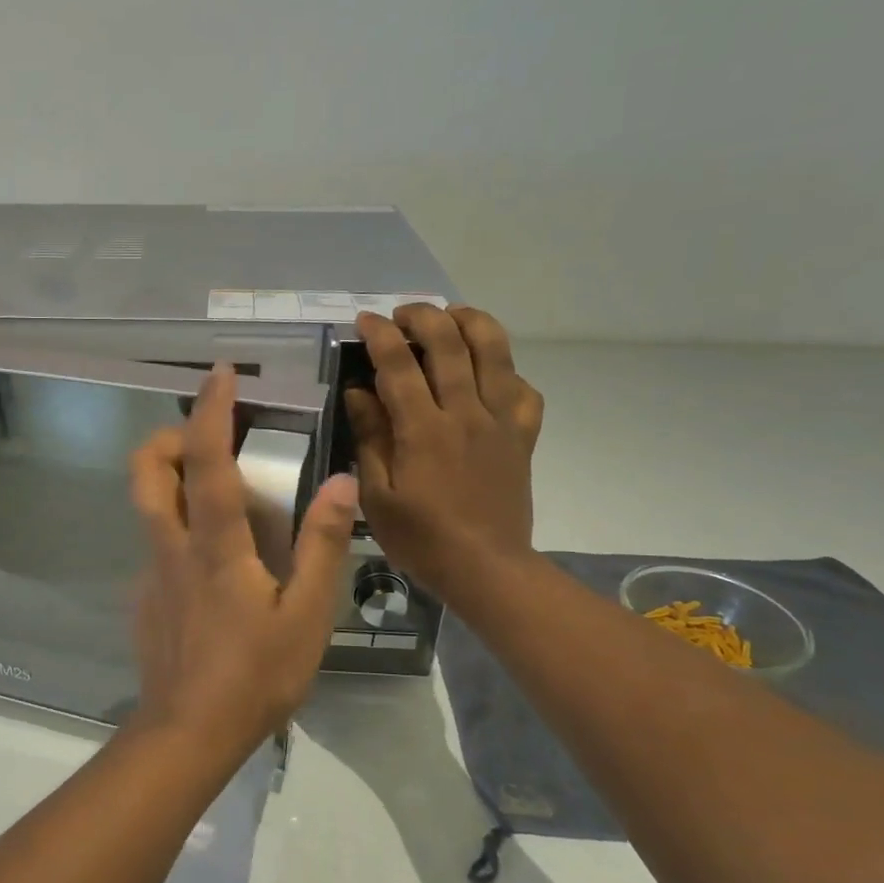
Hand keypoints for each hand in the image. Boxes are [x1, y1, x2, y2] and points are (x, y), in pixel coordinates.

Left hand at [128, 365, 359, 763]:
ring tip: (216, 490)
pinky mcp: (143, 597)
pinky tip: (213, 565)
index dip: (210, 409)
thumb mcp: (308, 615)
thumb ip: (323, 545)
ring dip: (171, 477)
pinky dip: (179, 528)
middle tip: (208, 435)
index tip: (221, 373)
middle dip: (168, 434)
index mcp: (214, 544)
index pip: (204, 458)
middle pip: (146, 468)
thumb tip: (341, 482)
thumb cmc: (255, 676)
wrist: (187, 733)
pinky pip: (156, 544)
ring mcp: (150, 572)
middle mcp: (171, 545)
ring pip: (146, 504)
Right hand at [344, 305, 543, 600]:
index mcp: (424, 430)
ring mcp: (501, 422)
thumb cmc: (421, 538)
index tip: (365, 319)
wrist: (486, 568)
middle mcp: (466, 414)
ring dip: (472, 323)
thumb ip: (370, 438)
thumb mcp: (377, 495)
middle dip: (424, 316)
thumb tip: (359, 392)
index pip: (399, 364)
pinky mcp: (523, 436)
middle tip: (402, 314)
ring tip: (451, 318)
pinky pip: (524, 389)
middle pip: (451, 343)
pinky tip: (488, 373)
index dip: (380, 334)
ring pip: (495, 352)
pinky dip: (506, 370)